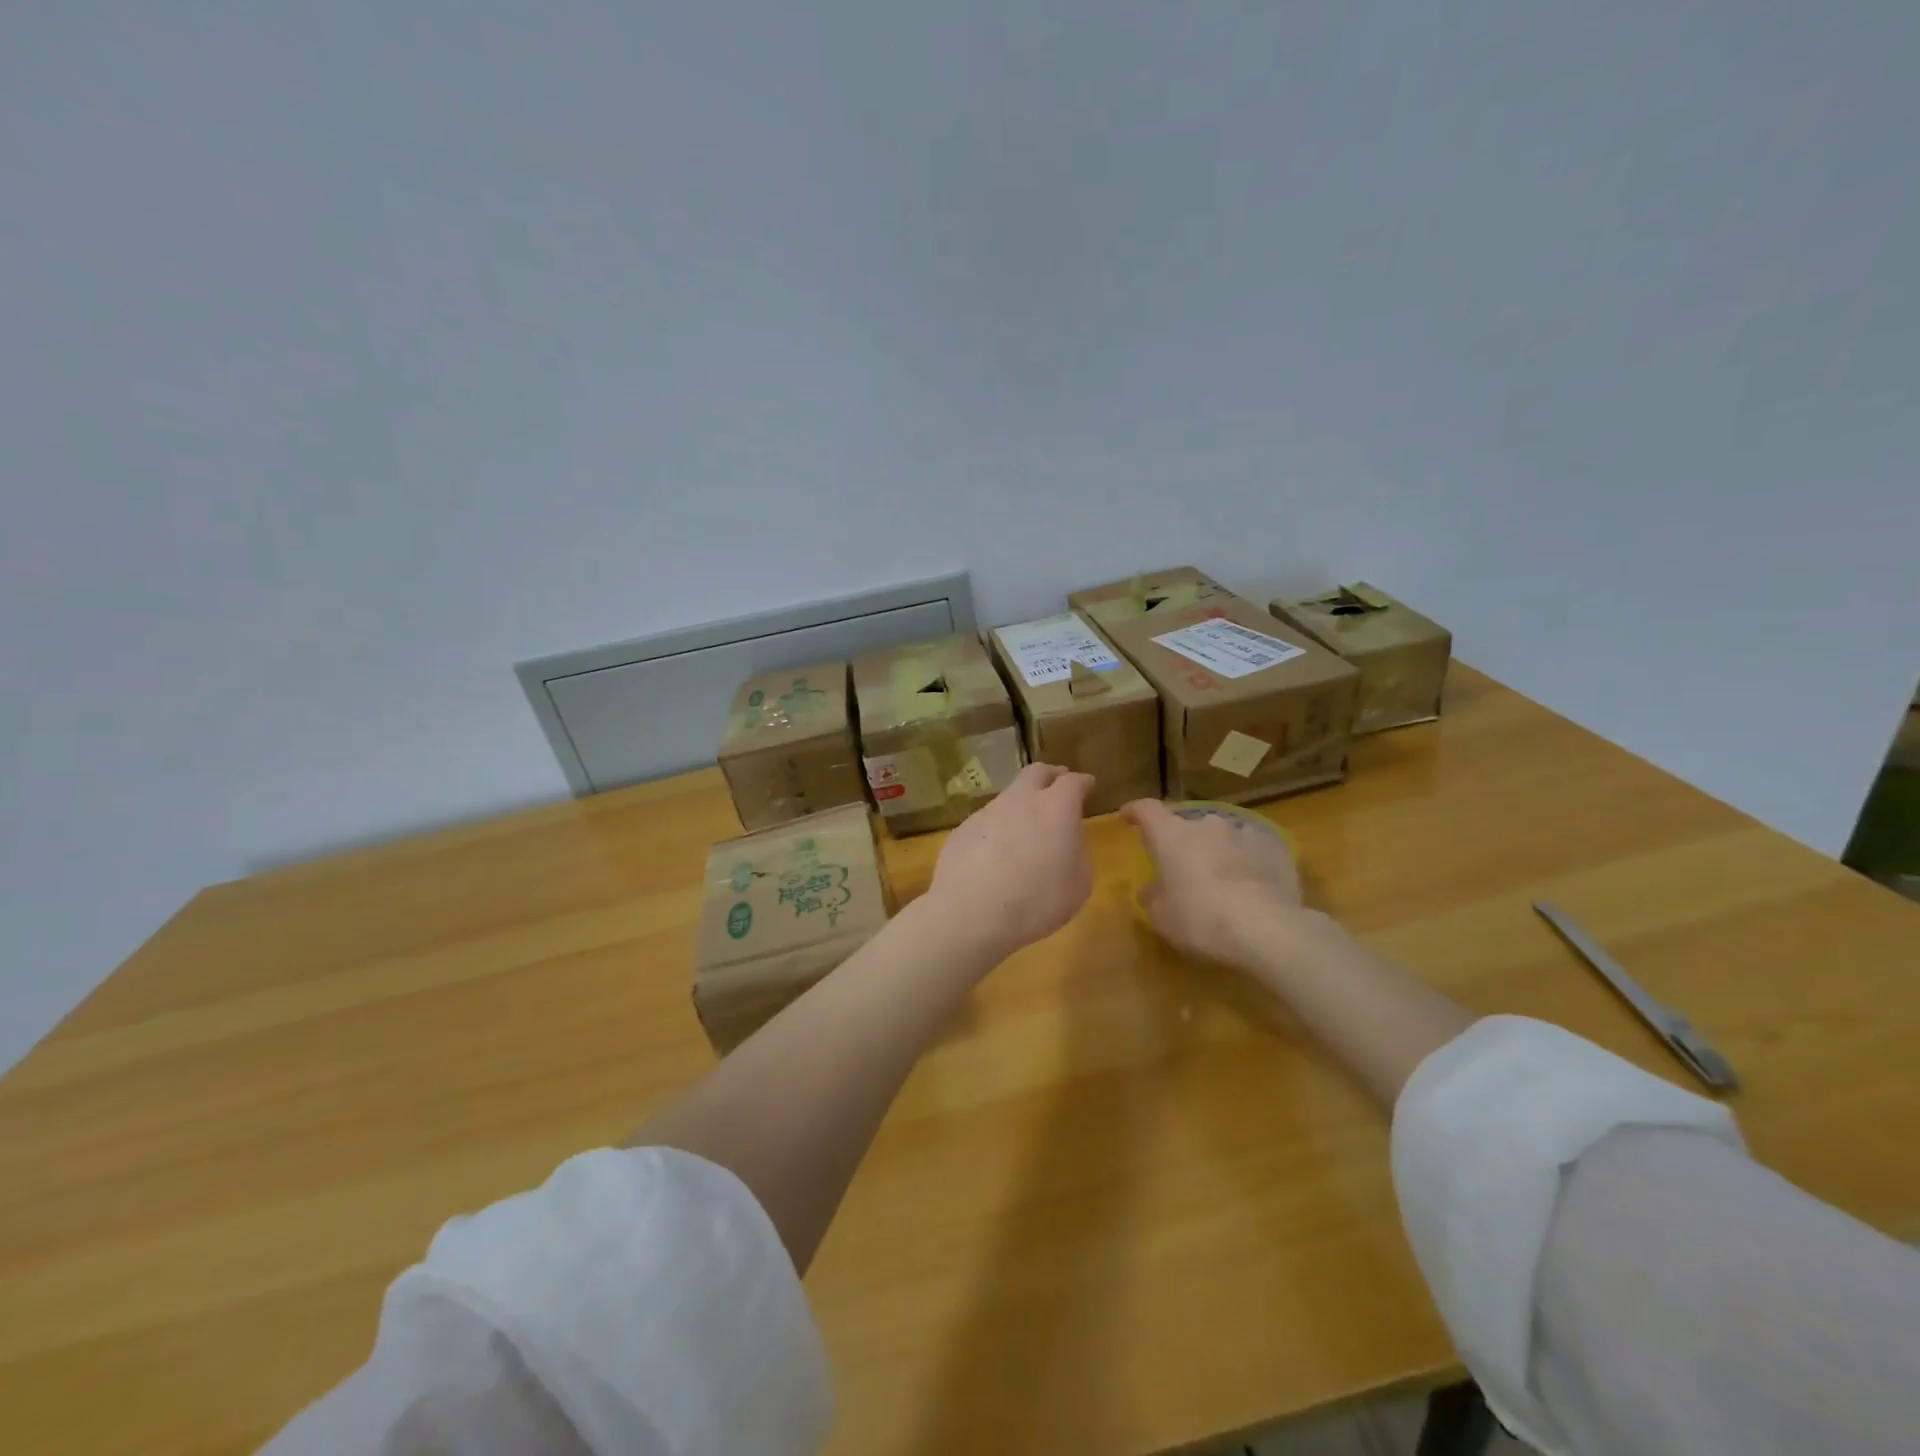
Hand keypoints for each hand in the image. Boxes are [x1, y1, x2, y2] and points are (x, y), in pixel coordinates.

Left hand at [927, 763, 1095, 959]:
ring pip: (1010, 795)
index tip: (1088, 786)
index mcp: (1056, 808)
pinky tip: (996, 853)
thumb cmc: (1036, 901)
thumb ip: (1078, 854)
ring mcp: (988, 811)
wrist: (970, 913)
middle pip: (1037, 772)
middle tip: (1059, 787)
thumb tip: (1068, 843)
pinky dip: (998, 828)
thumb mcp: (1078, 885)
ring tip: (1026, 827)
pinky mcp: (963, 828)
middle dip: (1052, 776)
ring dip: (1022, 803)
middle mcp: (1021, 800)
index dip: (1083, 782)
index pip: (1073, 781)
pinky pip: (988, 820)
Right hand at [1121, 799, 1307, 969]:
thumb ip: (1152, 896)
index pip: (1146, 809)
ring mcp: (1242, 833)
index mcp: (1170, 835)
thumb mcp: (1162, 916)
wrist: (1266, 928)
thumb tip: (1152, 888)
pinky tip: (1251, 885)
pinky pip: (1251, 850)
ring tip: (1219, 879)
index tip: (1128, 817)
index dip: (1135, 812)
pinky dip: (1246, 862)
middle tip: (1180, 868)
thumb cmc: (1200, 919)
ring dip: (1215, 851)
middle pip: (1186, 825)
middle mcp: (1205, 825)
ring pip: (1220, 837)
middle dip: (1181, 842)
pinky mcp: (1273, 848)